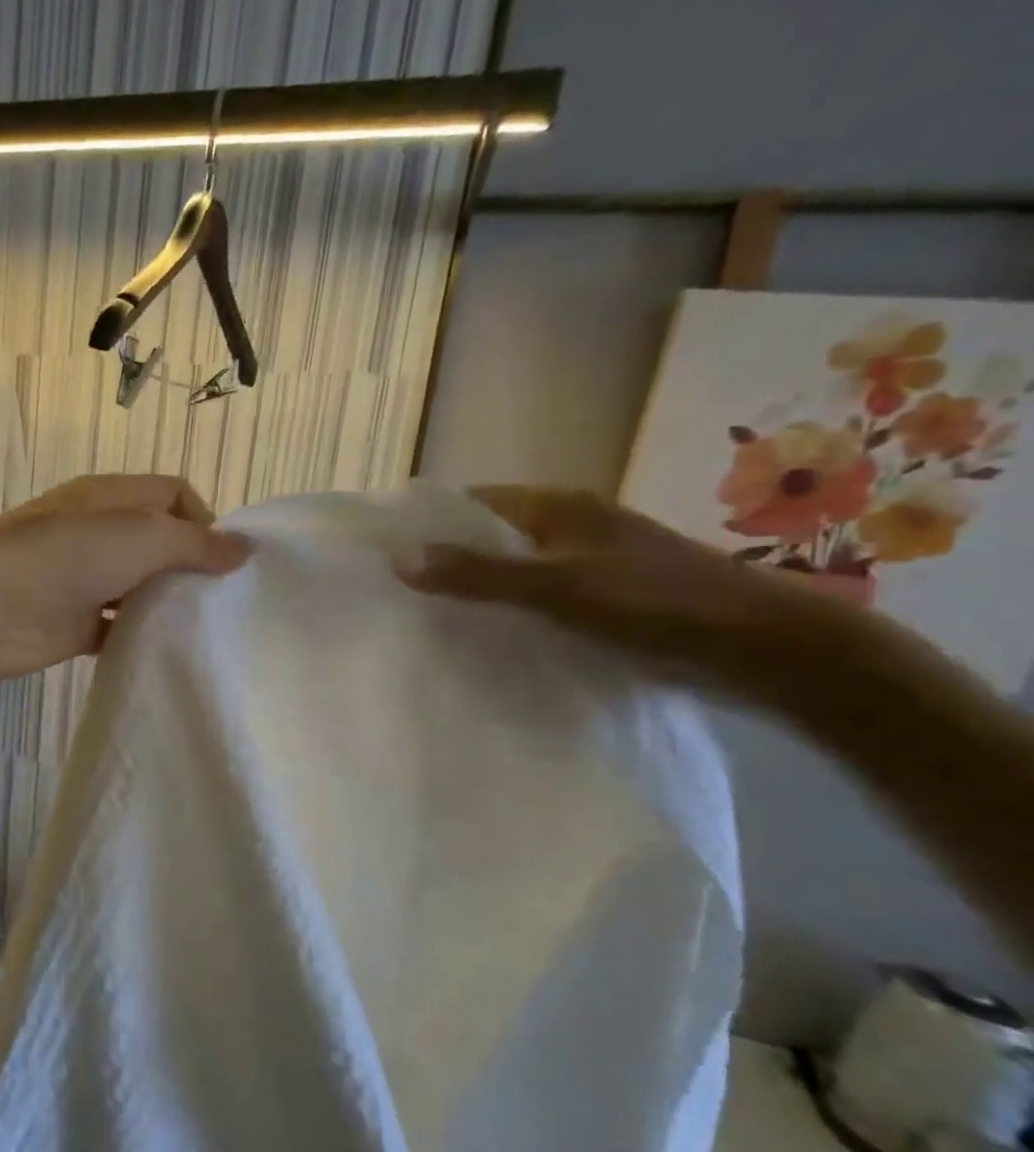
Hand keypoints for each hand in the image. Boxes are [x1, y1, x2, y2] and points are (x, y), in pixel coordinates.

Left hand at [0, 474, 252, 681]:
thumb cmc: (69, 554)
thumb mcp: (144, 535)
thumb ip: (196, 543)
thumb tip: (244, 549)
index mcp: (112, 496)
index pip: (172, 493)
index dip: (204, 520)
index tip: (222, 560)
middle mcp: (99, 532)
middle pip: (157, 542)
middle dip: (190, 566)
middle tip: (220, 600)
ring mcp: (84, 579)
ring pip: (139, 587)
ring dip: (167, 603)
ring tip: (201, 628)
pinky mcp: (74, 623)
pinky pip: (118, 626)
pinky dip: (140, 636)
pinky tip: (163, 650)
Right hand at [399, 485, 859, 696]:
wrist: (769, 648)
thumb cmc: (659, 604)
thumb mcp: (559, 588)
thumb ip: (479, 574)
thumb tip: (398, 558)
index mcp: (560, 507)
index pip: (472, 502)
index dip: (427, 523)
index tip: (382, 554)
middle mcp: (572, 527)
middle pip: (490, 536)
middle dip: (445, 560)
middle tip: (394, 595)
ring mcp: (592, 564)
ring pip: (514, 570)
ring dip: (477, 590)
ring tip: (427, 622)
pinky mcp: (608, 599)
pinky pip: (538, 598)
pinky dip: (509, 613)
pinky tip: (486, 641)